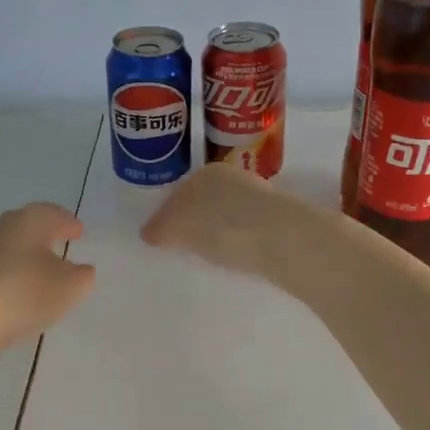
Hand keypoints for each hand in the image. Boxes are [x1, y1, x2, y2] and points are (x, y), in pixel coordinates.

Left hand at [0, 202, 94, 353]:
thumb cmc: (25, 293)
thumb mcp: (70, 287)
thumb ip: (82, 276)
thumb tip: (80, 270)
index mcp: (28, 221)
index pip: (52, 213)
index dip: (67, 222)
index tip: (78, 232)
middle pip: (24, 226)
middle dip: (42, 235)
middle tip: (58, 245)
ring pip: (4, 248)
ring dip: (21, 257)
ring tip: (35, 273)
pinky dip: (3, 276)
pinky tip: (10, 293)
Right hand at [140, 162, 306, 278]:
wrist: (280, 237)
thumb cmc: (219, 226)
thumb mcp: (176, 227)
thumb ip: (159, 228)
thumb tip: (149, 233)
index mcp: (205, 172)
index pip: (178, 194)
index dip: (167, 217)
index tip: (163, 238)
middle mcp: (233, 177)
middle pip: (205, 202)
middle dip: (195, 221)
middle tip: (185, 248)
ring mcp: (260, 197)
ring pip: (229, 215)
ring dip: (220, 232)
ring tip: (211, 256)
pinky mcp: (280, 220)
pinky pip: (248, 231)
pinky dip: (240, 242)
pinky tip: (237, 258)